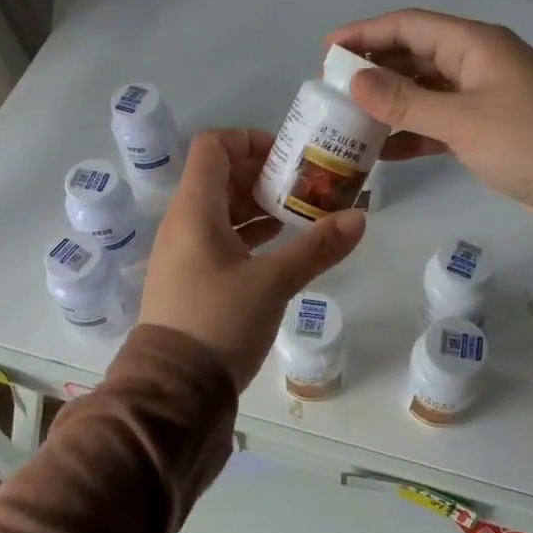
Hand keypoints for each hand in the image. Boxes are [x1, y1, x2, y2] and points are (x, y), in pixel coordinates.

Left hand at [139, 129, 365, 389]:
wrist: (172, 392)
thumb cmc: (218, 323)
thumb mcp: (272, 283)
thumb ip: (316, 248)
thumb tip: (359, 218)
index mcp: (194, 211)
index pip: (213, 146)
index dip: (250, 140)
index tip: (288, 157)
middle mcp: (183, 223)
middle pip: (220, 176)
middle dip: (264, 174)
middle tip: (306, 186)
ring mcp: (184, 253)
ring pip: (222, 210)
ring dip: (260, 206)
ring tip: (301, 213)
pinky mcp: (191, 279)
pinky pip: (220, 238)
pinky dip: (250, 234)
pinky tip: (281, 246)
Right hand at [327, 9, 532, 247]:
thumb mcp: (463, 121)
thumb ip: (406, 101)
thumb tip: (353, 80)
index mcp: (475, 45)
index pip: (409, 25)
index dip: (365, 33)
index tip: (326, 52)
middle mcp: (478, 64)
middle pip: (415, 55)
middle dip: (373, 70)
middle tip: (331, 92)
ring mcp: (485, 99)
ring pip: (425, 91)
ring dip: (390, 104)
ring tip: (349, 121)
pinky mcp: (490, 133)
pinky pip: (440, 123)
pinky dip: (413, 132)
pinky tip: (384, 151)